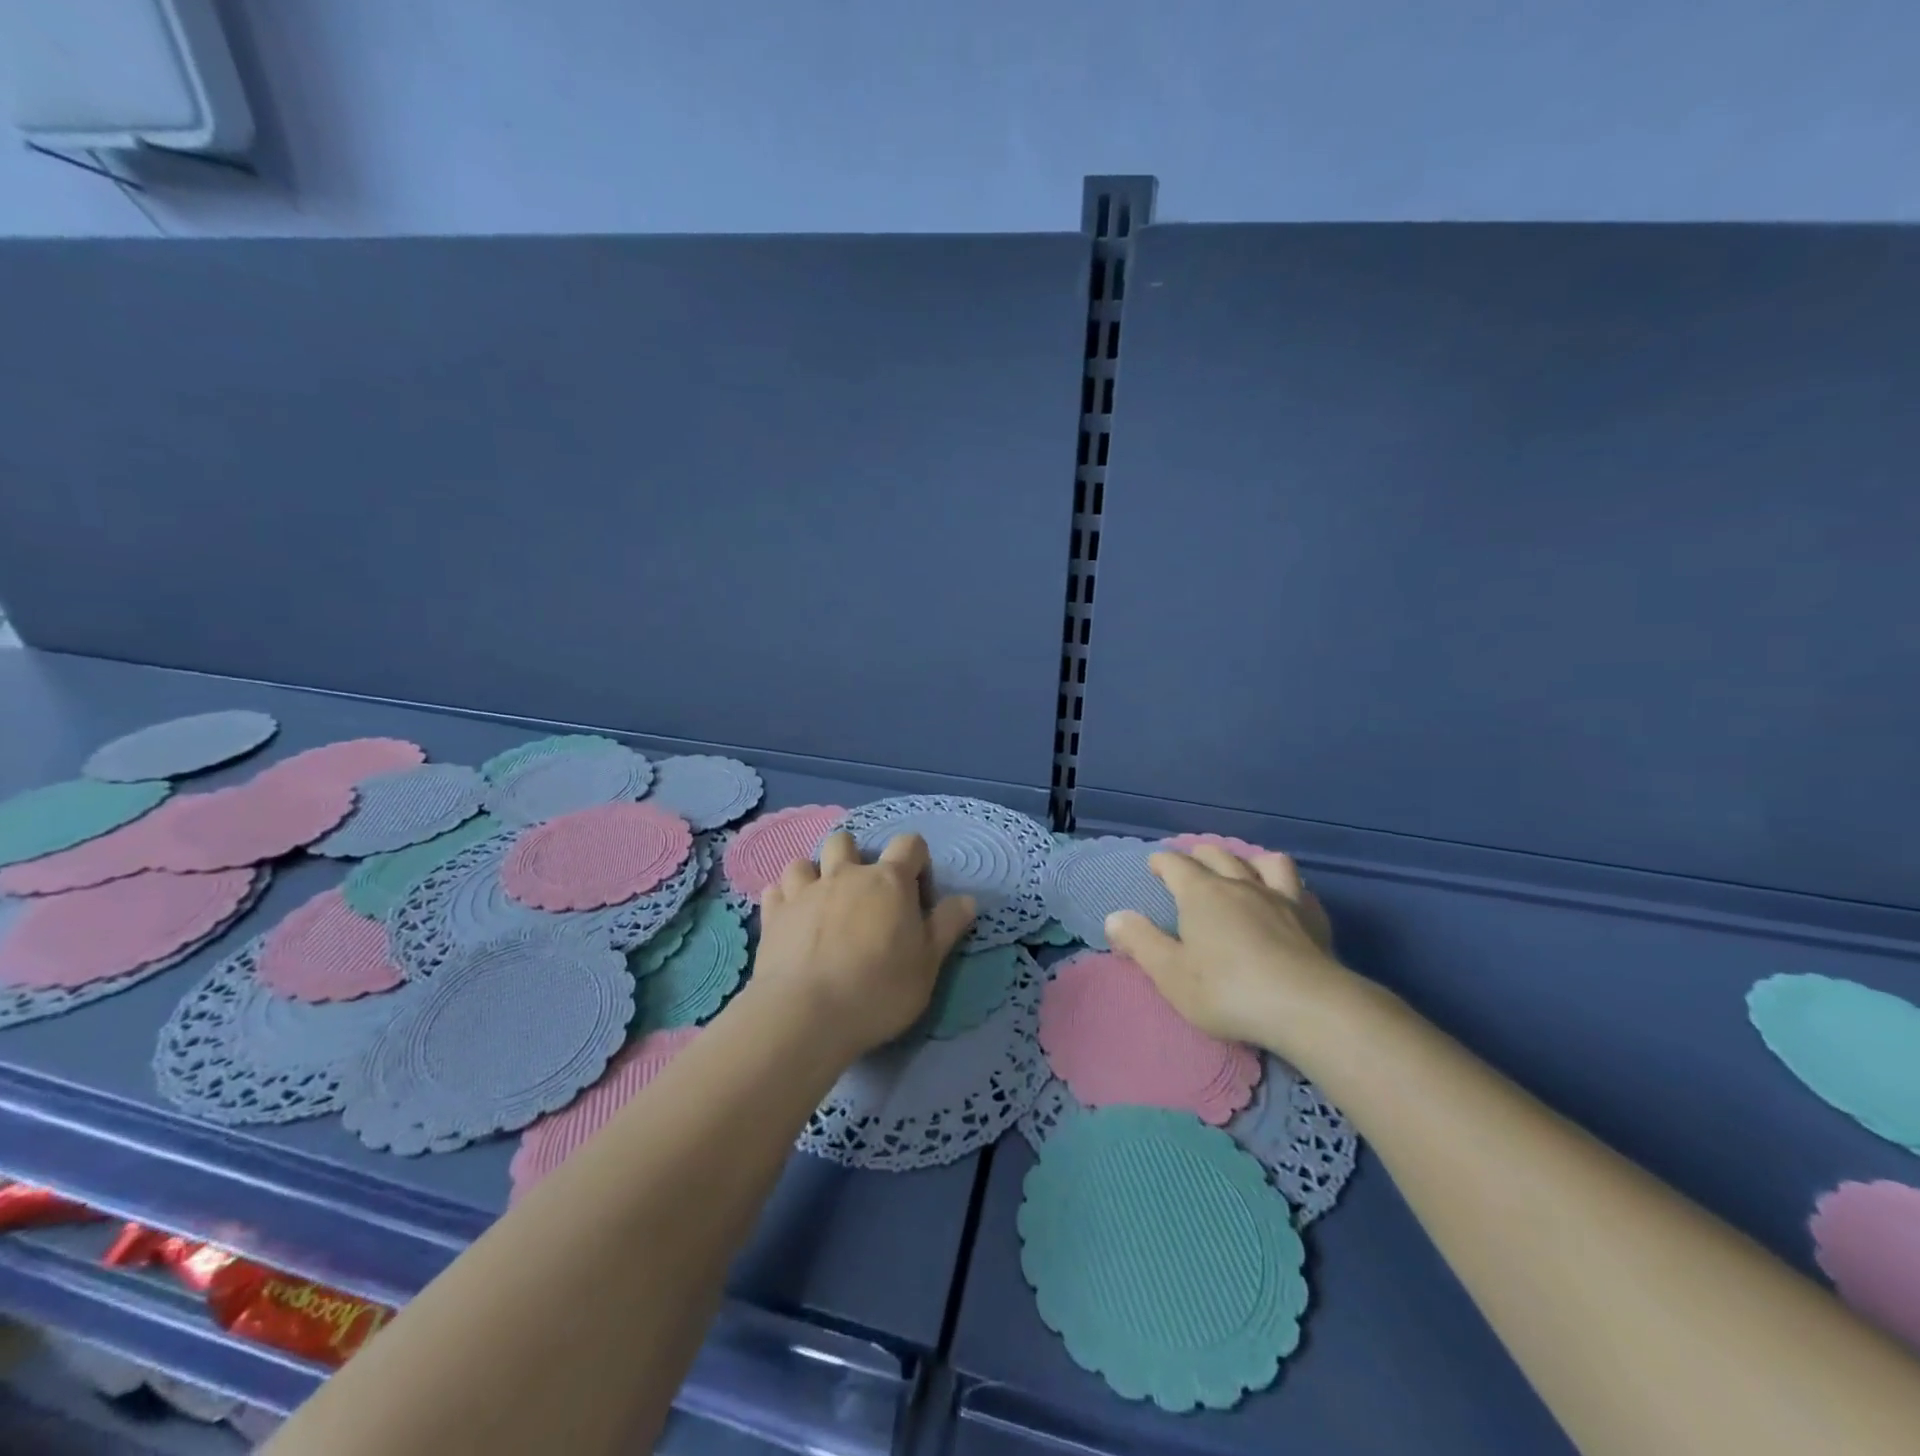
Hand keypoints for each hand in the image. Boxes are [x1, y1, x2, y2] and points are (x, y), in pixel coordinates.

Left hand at [754, 831, 975, 1060]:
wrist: (806, 1015)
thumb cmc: (878, 989)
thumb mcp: (928, 964)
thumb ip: (947, 926)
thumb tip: (967, 899)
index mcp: (888, 881)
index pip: (909, 844)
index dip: (917, 861)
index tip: (917, 893)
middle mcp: (845, 875)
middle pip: (847, 841)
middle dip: (856, 857)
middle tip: (864, 897)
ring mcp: (804, 892)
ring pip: (804, 861)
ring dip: (814, 875)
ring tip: (821, 904)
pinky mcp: (772, 915)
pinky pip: (775, 890)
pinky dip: (784, 899)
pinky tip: (790, 919)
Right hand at [1104, 846, 1355, 1049]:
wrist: (1308, 1008)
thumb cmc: (1228, 991)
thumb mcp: (1171, 974)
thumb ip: (1141, 942)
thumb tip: (1115, 916)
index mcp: (1202, 893)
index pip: (1176, 863)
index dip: (1161, 861)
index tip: (1154, 866)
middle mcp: (1240, 885)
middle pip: (1217, 855)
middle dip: (1199, 855)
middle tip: (1190, 865)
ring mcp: (1282, 898)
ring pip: (1264, 862)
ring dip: (1248, 861)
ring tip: (1242, 872)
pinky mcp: (1313, 919)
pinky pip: (1299, 889)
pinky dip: (1287, 888)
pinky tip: (1287, 901)